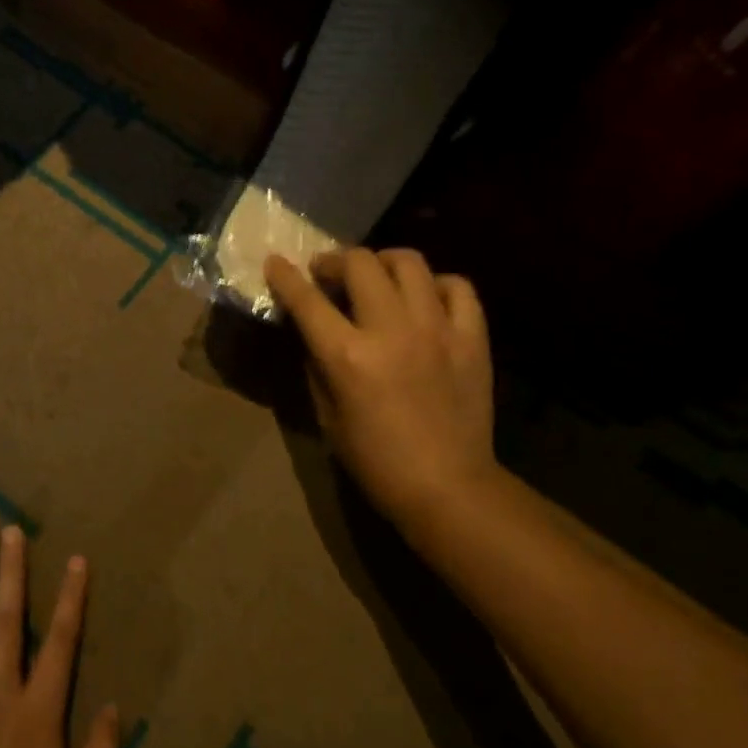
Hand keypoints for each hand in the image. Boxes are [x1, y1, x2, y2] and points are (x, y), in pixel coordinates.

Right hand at [264, 248, 498, 525]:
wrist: (447, 487)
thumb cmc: (375, 461)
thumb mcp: (327, 416)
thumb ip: (317, 365)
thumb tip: (313, 332)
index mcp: (348, 356)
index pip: (307, 300)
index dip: (285, 276)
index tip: (275, 262)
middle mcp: (391, 330)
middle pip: (360, 264)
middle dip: (335, 261)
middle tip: (328, 273)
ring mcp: (437, 329)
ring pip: (409, 262)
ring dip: (383, 262)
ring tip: (376, 276)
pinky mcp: (472, 337)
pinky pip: (457, 287)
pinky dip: (436, 285)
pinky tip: (425, 300)